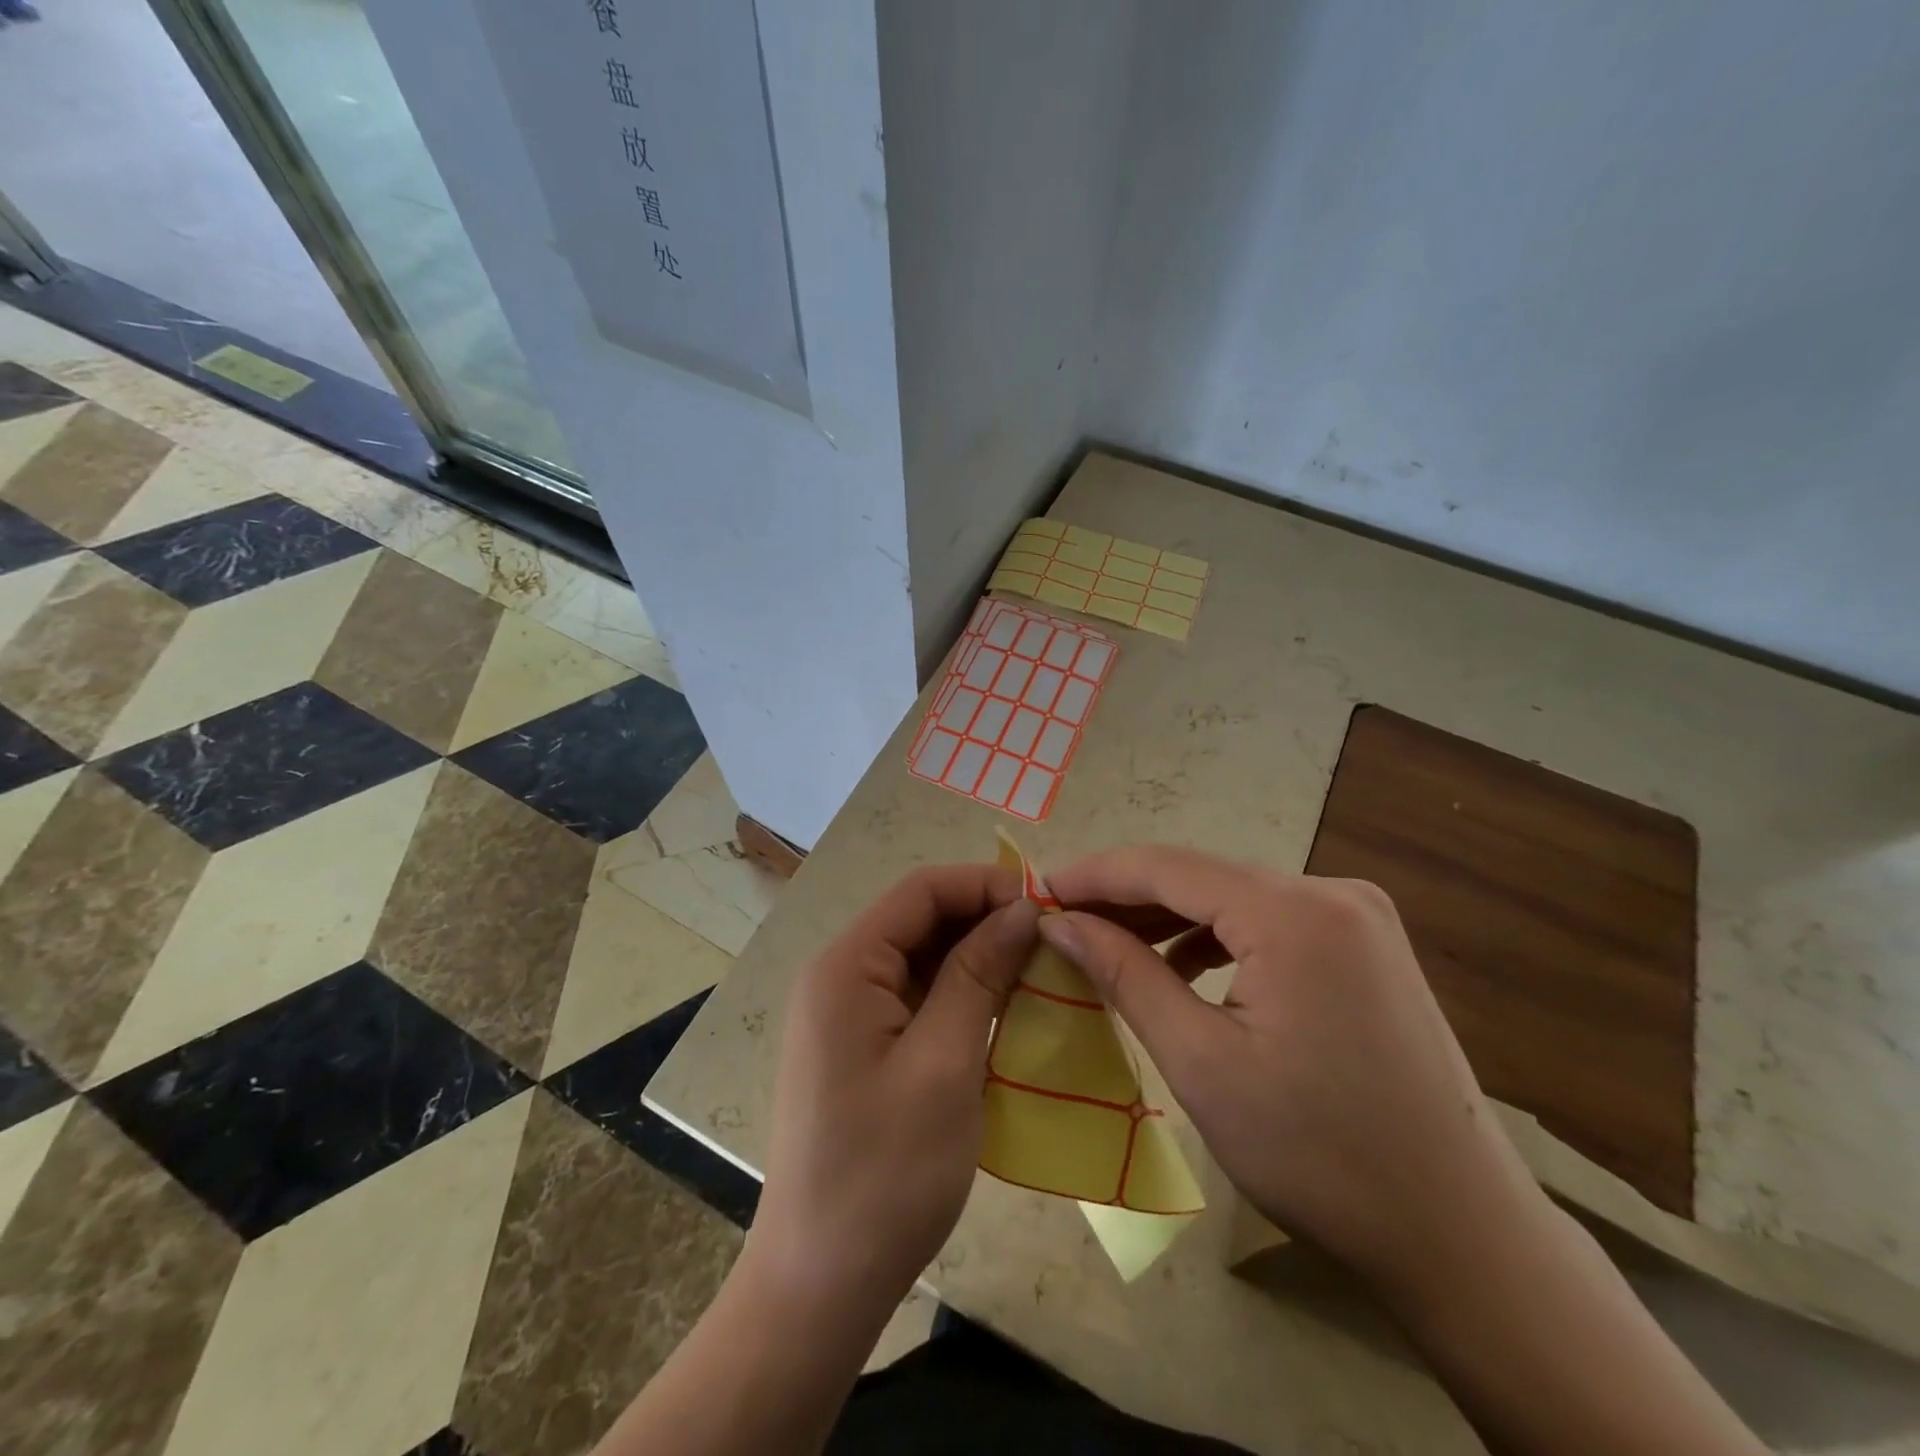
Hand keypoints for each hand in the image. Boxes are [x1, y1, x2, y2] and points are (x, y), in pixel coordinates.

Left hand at [752, 865, 1039, 1319]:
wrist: (820, 1285)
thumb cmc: (885, 1173)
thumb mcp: (944, 1064)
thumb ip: (979, 974)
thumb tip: (1022, 909)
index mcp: (847, 966)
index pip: (921, 890)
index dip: (985, 885)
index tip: (1048, 907)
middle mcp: (840, 976)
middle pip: (919, 919)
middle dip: (985, 920)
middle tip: (1054, 942)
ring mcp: (847, 1014)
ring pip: (921, 958)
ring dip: (978, 958)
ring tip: (1040, 972)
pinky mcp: (861, 1048)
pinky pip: (916, 997)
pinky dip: (960, 994)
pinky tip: (1004, 1011)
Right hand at [1040, 845, 1544, 1289]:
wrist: (1461, 1233)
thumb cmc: (1319, 1154)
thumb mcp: (1202, 1062)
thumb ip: (1125, 974)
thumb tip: (1060, 923)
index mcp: (1293, 911)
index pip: (1166, 865)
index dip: (1094, 875)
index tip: (1036, 890)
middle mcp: (1330, 891)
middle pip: (1201, 876)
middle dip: (1126, 896)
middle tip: (1061, 921)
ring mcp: (1356, 916)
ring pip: (1233, 897)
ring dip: (1167, 917)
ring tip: (1106, 944)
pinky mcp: (1364, 945)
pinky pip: (1268, 922)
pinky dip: (1215, 938)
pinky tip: (1179, 967)